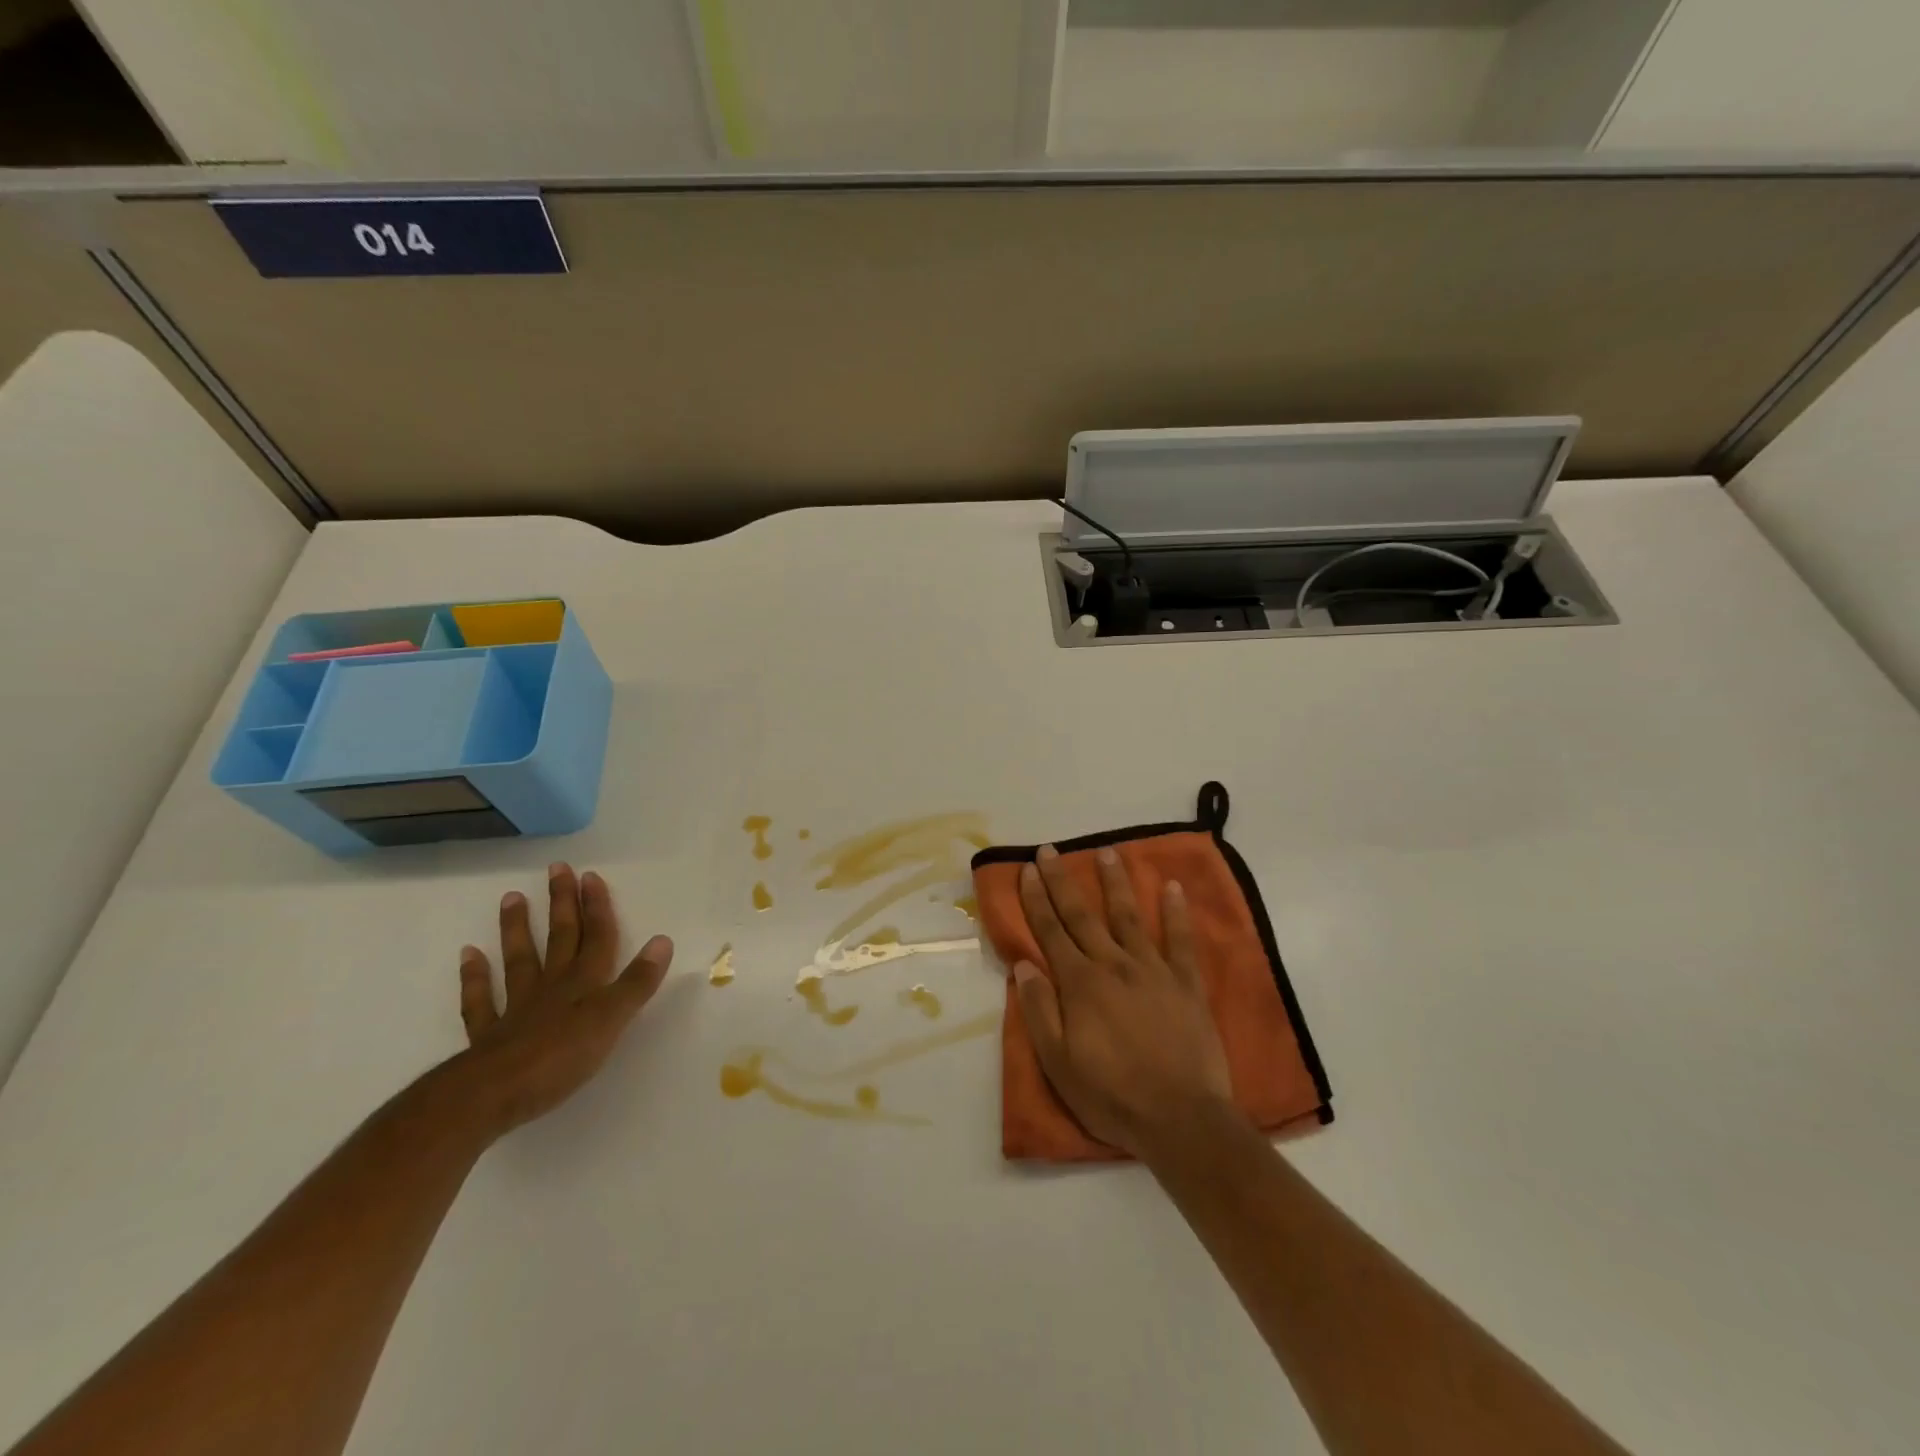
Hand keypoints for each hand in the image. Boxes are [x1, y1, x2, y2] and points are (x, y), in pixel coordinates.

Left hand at [451, 863, 673, 1135]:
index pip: (597, 937)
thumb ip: (637, 981)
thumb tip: (663, 940)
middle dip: (562, 904)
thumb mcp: (612, 1018)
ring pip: (520, 960)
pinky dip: (474, 977)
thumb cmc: (562, 1056)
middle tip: (556, 869)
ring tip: (512, 897)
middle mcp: (553, 986)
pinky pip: (481, 1000)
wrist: (494, 1093)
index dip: (597, 907)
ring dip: (517, 929)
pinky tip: (469, 955)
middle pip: (560, 938)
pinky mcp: (490, 1036)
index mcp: (586, 983)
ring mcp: (518, 1008)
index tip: (590, 876)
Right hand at [1012, 845, 1233, 1160]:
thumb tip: (1023, 966)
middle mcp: (1114, 965)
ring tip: (1106, 851)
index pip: (1051, 932)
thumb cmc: (1112, 1096)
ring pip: (1129, 916)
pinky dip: (1176, 913)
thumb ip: (1040, 1011)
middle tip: (1050, 850)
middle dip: (1063, 881)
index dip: (1036, 900)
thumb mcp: (1059, 1063)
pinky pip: (1181, 941)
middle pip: (1083, 915)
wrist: (1181, 1119)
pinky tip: (1172, 887)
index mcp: (1080, 984)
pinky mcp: (1186, 984)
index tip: (1027, 870)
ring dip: (1115, 882)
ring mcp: (1153, 971)